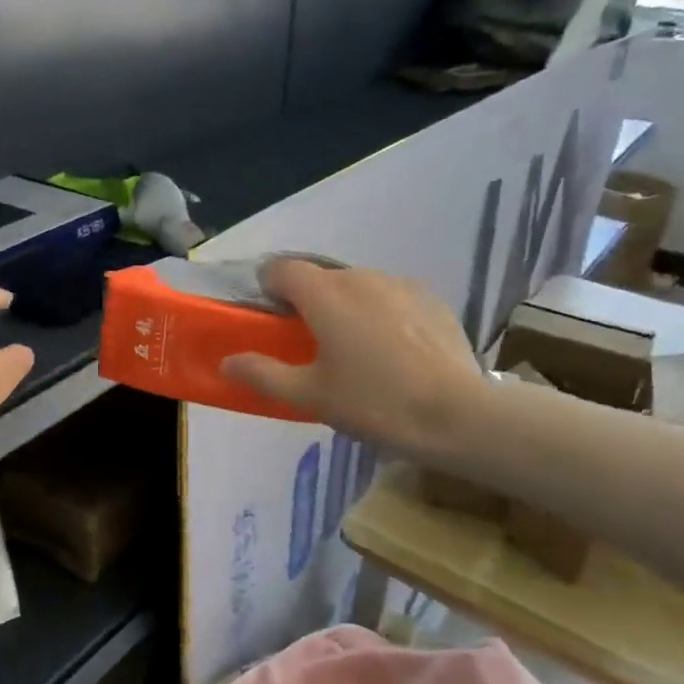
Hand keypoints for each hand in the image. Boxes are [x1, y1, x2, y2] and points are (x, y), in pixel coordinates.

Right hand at [220, 260, 483, 456]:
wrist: (457, 414)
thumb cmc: (373, 403)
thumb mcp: (310, 395)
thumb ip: (263, 374)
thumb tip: (226, 361)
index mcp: (325, 294)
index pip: (282, 268)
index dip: (268, 285)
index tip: (268, 314)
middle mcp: (360, 277)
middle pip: (321, 277)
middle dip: (308, 300)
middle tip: (309, 341)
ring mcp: (400, 284)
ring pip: (358, 286)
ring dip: (346, 306)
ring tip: (354, 348)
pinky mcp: (431, 299)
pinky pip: (391, 297)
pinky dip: (380, 313)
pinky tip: (392, 350)